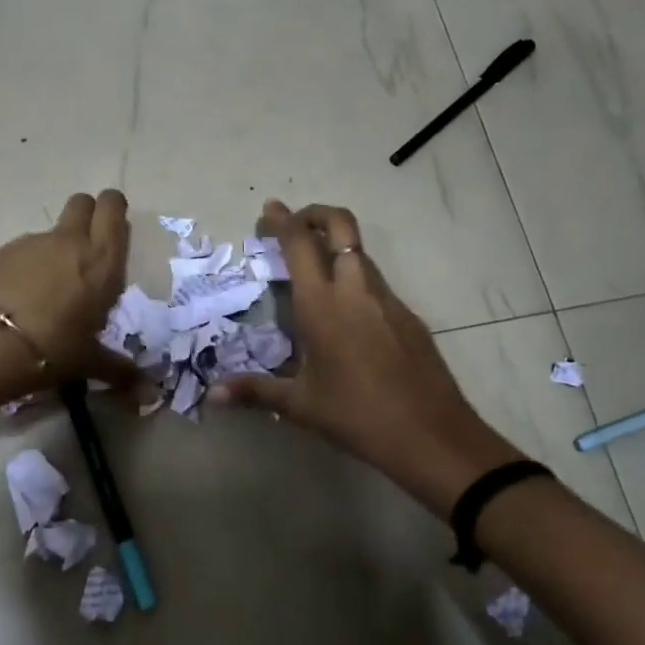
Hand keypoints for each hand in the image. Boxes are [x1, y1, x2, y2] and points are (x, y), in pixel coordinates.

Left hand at [0, 190, 135, 409]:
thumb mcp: (88, 362)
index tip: (113, 234)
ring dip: (57, 248)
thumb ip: (119, 369)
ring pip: (53, 230)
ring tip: (50, 289)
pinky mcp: (1, 251)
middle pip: (83, 202)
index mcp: (102, 260)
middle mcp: (70, 241)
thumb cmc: (50, 349)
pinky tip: (20, 298)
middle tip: (87, 250)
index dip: (113, 211)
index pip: (113, 207)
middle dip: (88, 215)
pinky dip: (28, 265)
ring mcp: (32, 242)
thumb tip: (147, 392)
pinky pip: (24, 249)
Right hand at [212, 200, 521, 513]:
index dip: (282, 220)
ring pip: (360, 253)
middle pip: (341, 225)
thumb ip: (255, 391)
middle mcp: (356, 289)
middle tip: (295, 225)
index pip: (299, 243)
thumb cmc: (356, 415)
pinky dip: (355, 280)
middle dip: (316, 214)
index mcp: (322, 304)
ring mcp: (388, 299)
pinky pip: (376, 283)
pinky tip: (348, 317)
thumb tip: (213, 394)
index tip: (270, 209)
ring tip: (314, 273)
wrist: (431, 434)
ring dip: (336, 247)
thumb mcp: (301, 405)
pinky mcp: (409, 316)